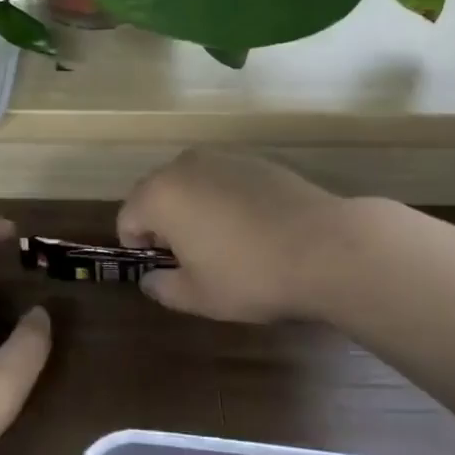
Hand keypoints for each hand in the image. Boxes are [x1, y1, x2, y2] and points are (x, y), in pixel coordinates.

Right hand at [118, 151, 363, 323]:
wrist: (327, 247)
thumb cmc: (251, 275)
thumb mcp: (198, 296)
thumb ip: (163, 287)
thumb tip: (151, 279)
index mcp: (159, 195)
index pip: (127, 219)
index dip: (139, 248)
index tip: (166, 270)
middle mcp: (184, 166)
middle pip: (155, 194)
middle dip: (164, 224)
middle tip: (193, 259)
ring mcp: (222, 157)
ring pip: (191, 184)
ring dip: (194, 209)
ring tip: (225, 243)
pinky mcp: (256, 160)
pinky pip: (223, 180)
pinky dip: (225, 199)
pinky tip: (253, 228)